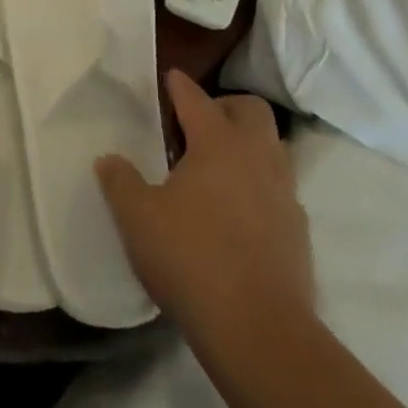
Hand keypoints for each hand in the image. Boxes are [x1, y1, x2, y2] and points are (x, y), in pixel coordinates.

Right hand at [97, 71, 312, 335]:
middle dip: (225, 106)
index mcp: (217, 142)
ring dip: (247, 145)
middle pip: (250, 109)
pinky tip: (237, 211)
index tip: (170, 77)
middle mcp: (256, 156)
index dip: (179, 86)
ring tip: (216, 168)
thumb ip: (120, 182)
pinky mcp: (298, 230)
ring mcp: (284, 192)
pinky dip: (259, 185)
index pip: (196, 98)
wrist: (258, 330)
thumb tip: (109, 159)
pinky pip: (280, 188)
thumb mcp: (138, 218)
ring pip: (271, 147)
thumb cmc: (191, 258)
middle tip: (196, 126)